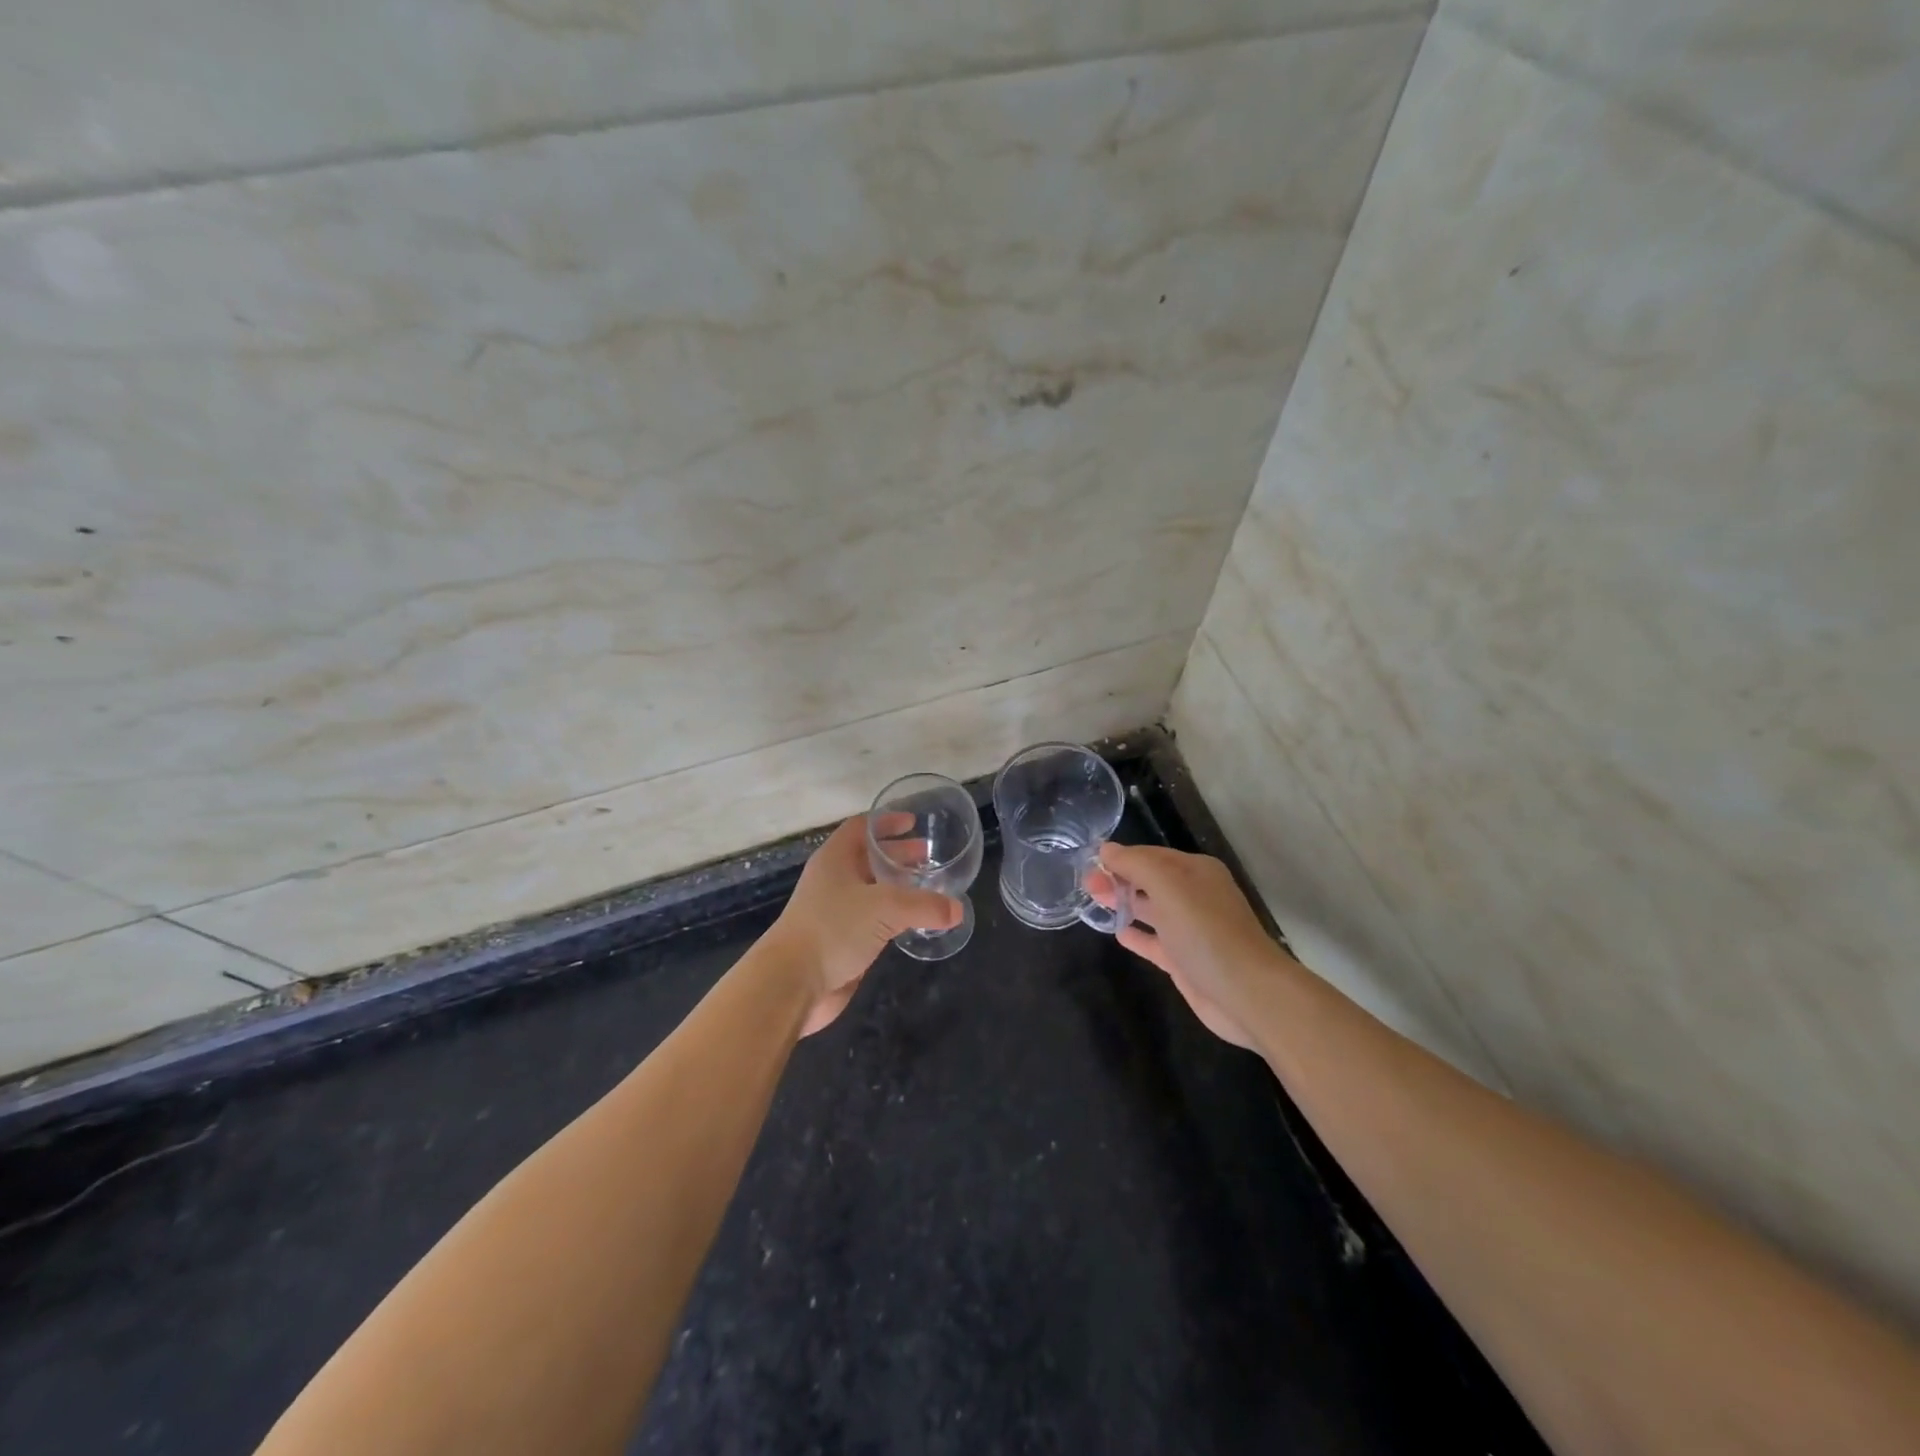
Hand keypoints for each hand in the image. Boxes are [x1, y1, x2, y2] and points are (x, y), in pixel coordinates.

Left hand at [769, 816, 960, 1036]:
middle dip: (898, 855)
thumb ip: (924, 905)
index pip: (861, 828)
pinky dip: (893, 916)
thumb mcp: (885, 908)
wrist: (792, 983)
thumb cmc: (834, 928)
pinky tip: (914, 921)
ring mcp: (836, 912)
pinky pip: (873, 920)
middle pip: (868, 858)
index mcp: (836, 859)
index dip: (886, 821)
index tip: (913, 822)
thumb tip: (957, 910)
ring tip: (929, 887)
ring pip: (872, 890)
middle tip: (929, 856)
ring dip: (897, 886)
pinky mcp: (842, 941)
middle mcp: (834, 880)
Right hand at [1089, 843, 1291, 1050]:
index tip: (1088, 863)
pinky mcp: (1185, 960)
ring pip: (1150, 909)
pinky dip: (1136, 935)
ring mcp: (1190, 930)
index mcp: (1195, 871)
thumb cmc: (1206, 932)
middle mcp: (1194, 896)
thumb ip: (1136, 865)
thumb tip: (1106, 849)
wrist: (1247, 994)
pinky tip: (1116, 933)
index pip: (1150, 855)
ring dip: (1124, 903)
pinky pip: (1154, 941)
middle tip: (1085, 885)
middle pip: (1149, 880)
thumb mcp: (1169, 887)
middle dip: (1118, 879)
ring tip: (1092, 901)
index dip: (1120, 857)